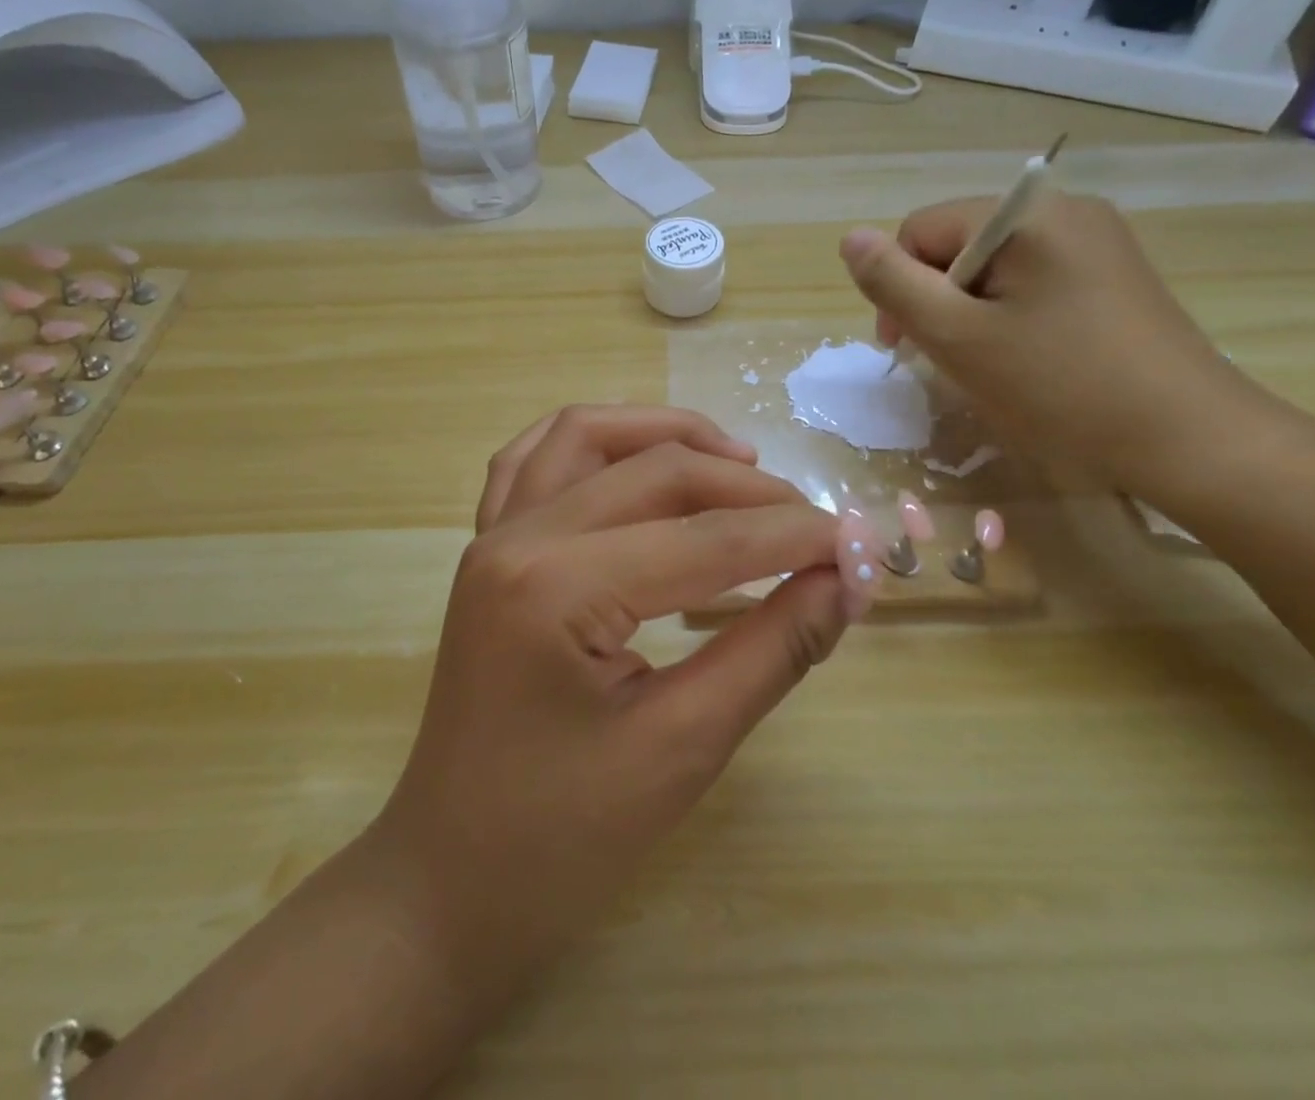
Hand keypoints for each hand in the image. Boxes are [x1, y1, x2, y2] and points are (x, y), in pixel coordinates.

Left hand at [379, 406, 883, 987]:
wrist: (450, 880)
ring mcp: (491, 535)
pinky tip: (637, 457)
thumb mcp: (682, 747)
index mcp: (556, 588)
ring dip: (667, 434)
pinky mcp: (486, 549)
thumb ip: (771, 650)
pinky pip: (533, 460)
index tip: (865, 545)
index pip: (706, 539)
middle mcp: (516, 538)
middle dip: (748, 489)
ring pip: (586, 435)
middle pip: (654, 471)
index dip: (796, 537)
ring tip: (738, 462)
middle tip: (815, 526)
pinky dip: (593, 441)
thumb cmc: (562, 839)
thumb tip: (847, 582)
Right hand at [839, 194, 1249, 492]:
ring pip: (992, 267)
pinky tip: (1025, 358)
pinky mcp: (1113, 275)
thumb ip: (894, 284)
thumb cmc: (1061, 387)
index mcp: (1027, 214)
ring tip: (986, 364)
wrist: (1190, 441)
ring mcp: (1097, 242)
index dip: (898, 286)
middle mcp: (1065, 210)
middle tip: (945, 359)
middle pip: (957, 244)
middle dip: (936, 299)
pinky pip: (1032, 281)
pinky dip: (1008, 316)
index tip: (904, 347)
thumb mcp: (958, 337)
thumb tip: (850, 238)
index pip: (921, 230)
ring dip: (969, 312)